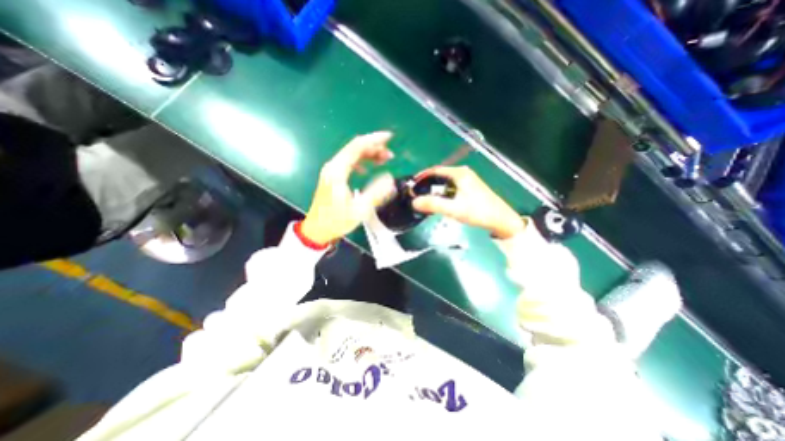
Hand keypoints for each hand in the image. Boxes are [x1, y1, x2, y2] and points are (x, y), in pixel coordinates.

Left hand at [302, 133, 394, 243]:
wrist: (317, 230)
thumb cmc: (336, 221)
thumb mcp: (359, 210)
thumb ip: (376, 193)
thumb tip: (390, 178)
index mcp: (338, 171)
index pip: (357, 146)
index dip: (374, 140)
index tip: (389, 137)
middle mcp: (333, 166)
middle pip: (354, 148)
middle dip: (374, 147)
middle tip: (390, 154)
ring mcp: (332, 171)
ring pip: (352, 155)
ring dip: (369, 154)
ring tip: (384, 160)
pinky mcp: (333, 177)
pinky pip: (349, 163)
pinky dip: (362, 162)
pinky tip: (368, 169)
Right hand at [412, 167, 526, 239]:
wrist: (501, 220)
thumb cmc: (478, 212)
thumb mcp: (454, 209)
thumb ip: (434, 205)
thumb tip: (414, 202)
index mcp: (459, 173)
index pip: (435, 170)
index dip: (422, 177)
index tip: (412, 186)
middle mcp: (463, 174)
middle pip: (439, 176)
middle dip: (427, 185)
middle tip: (416, 195)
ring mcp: (467, 181)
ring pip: (445, 183)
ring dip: (434, 190)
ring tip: (425, 200)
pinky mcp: (469, 189)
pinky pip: (450, 188)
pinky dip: (442, 194)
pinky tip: (439, 203)